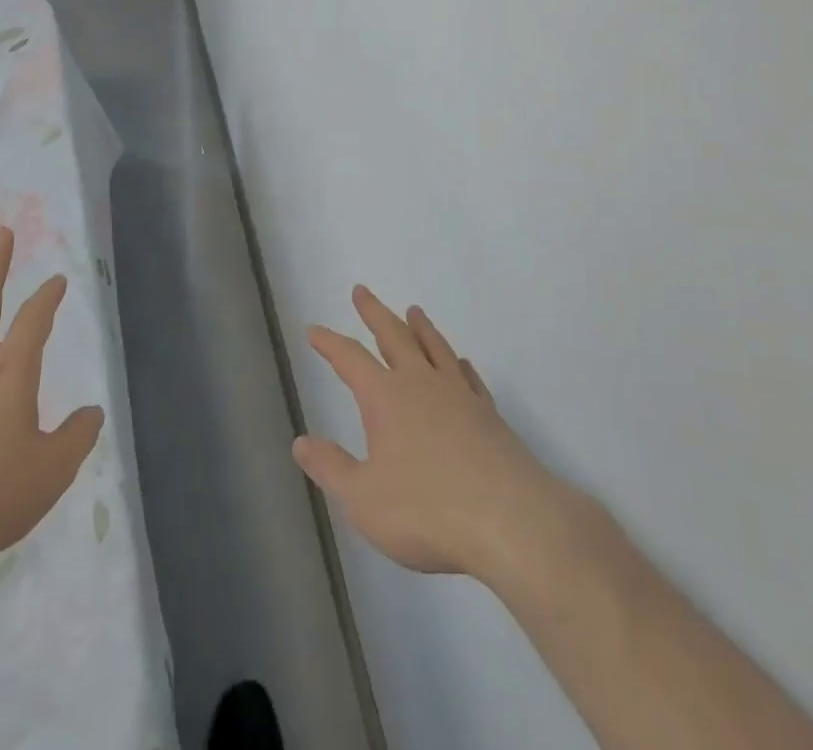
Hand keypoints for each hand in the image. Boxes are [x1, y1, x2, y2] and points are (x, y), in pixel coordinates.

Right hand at [294, 286, 586, 585]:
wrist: (511, 520)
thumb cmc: (428, 511)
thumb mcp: (364, 499)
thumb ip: (331, 469)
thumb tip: (301, 441)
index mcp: (386, 398)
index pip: (350, 359)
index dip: (329, 343)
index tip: (314, 329)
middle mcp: (421, 384)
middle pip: (394, 336)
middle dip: (374, 313)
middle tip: (362, 290)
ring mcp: (459, 395)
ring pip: (434, 347)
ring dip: (420, 327)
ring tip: (413, 310)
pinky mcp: (488, 414)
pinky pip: (468, 378)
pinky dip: (458, 364)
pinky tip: (460, 363)